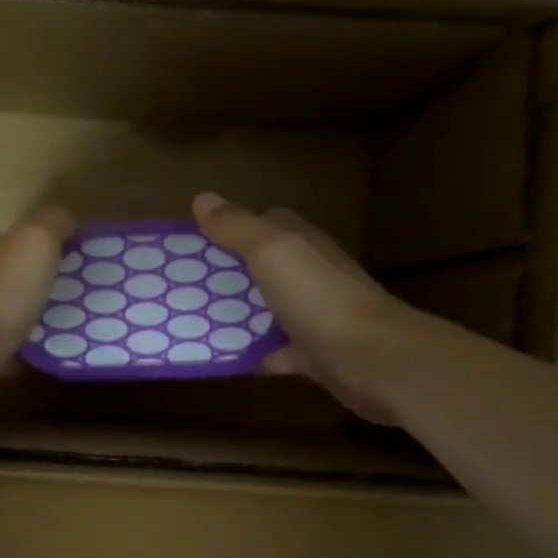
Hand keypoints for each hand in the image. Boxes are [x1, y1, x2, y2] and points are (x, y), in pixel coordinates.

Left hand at [0, 206, 75, 380]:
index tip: (70, 264)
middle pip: (3, 279)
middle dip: (32, 287)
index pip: (9, 241)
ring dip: (23, 321)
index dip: (39, 249)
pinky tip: (35, 361)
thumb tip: (66, 219)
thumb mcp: (34, 241)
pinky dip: (14, 354)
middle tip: (70, 300)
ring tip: (59, 332)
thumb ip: (51, 223)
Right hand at [193, 192, 415, 423]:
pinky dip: (254, 353)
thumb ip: (237, 227)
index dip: (234, 228)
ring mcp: (313, 315)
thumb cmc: (318, 296)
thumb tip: (202, 198)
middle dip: (229, 273)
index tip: (198, 240)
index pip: (268, 224)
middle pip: (264, 267)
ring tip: (194, 320)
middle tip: (185, 284)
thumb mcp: (271, 251)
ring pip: (268, 309)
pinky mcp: (313, 353)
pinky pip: (275, 351)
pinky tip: (225, 358)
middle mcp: (309, 275)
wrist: (371, 358)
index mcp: (301, 244)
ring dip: (239, 313)